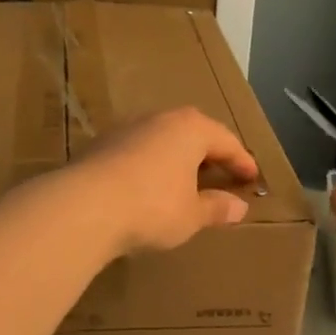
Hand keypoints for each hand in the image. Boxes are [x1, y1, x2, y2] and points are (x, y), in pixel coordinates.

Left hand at [69, 107, 259, 257]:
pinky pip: (137, 151)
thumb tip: (239, 207)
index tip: (252, 178)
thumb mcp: (191, 215)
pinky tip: (148, 185)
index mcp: (190, 129)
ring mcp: (126, 129)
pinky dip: (150, 165)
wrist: (84, 206)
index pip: (225, 141)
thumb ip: (216, 208)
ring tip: (184, 179)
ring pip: (161, 139)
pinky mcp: (100, 145)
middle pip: (192, 132)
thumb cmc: (152, 207)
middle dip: (208, 152)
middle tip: (221, 172)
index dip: (241, 161)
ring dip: (176, 157)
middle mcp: (159, 119)